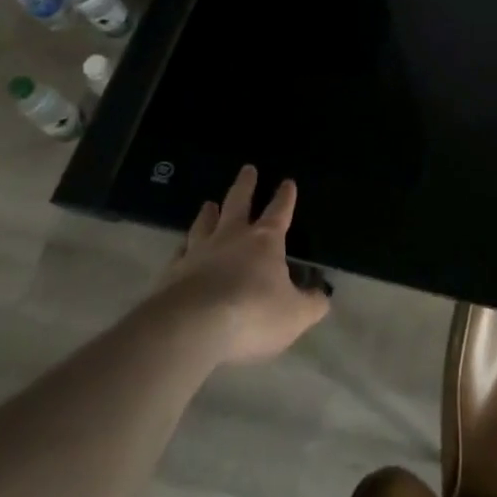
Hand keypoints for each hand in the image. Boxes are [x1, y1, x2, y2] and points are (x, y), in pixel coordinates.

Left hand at [155, 165, 330, 365]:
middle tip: (247, 169)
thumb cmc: (253, 314)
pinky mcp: (172, 274)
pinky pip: (179, 253)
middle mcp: (231, 238)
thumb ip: (311, 304)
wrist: (192, 328)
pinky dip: (183, 248)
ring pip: (204, 224)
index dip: (285, 197)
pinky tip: (181, 248)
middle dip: (245, 185)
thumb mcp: (294, 315)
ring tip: (209, 204)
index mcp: (265, 241)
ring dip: (208, 213)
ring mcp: (199, 253)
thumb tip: (323, 297)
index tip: (287, 182)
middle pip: (238, 203)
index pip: (279, 212)